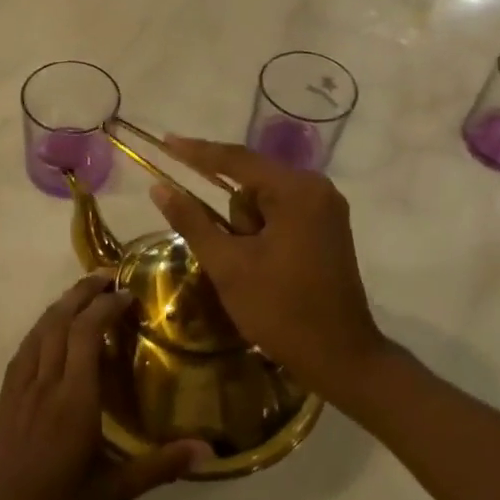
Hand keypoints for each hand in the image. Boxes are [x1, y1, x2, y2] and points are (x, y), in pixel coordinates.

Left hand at [0, 274, 209, 499]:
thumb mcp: (113, 494)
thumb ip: (159, 467)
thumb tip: (208, 450)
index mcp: (73, 400)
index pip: (86, 333)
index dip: (105, 307)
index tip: (128, 294)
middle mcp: (44, 383)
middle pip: (60, 321)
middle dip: (83, 293)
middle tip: (107, 278)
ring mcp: (19, 388)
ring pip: (39, 330)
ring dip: (61, 305)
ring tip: (83, 294)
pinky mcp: (4, 397)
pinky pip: (24, 349)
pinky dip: (42, 328)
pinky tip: (50, 331)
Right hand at [149, 136, 387, 398]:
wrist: (340, 357)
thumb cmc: (281, 310)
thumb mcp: (228, 266)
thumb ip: (192, 221)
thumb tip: (158, 188)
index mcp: (297, 191)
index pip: (236, 160)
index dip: (196, 152)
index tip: (164, 142)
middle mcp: (316, 189)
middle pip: (251, 183)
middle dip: (232, 218)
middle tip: (234, 259)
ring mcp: (325, 208)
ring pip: (263, 202)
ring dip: (246, 230)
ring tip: (254, 272)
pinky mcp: (326, 227)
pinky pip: (279, 215)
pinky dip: (260, 233)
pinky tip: (262, 265)